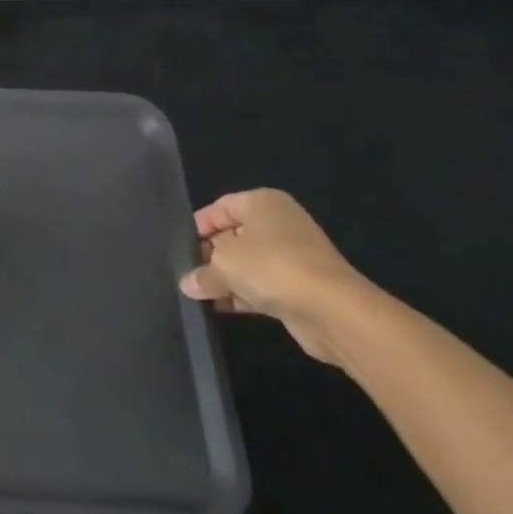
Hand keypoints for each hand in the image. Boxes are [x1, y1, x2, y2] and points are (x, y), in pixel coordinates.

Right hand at [179, 188, 369, 363]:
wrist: (333, 310)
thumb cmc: (271, 267)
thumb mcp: (224, 264)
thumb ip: (202, 272)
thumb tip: (188, 284)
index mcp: (262, 203)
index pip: (221, 207)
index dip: (198, 225)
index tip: (179, 246)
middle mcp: (280, 224)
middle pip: (234, 235)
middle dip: (211, 255)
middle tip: (187, 271)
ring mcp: (294, 256)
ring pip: (249, 263)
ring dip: (226, 279)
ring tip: (198, 294)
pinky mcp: (301, 287)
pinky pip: (263, 285)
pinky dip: (244, 295)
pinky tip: (221, 308)